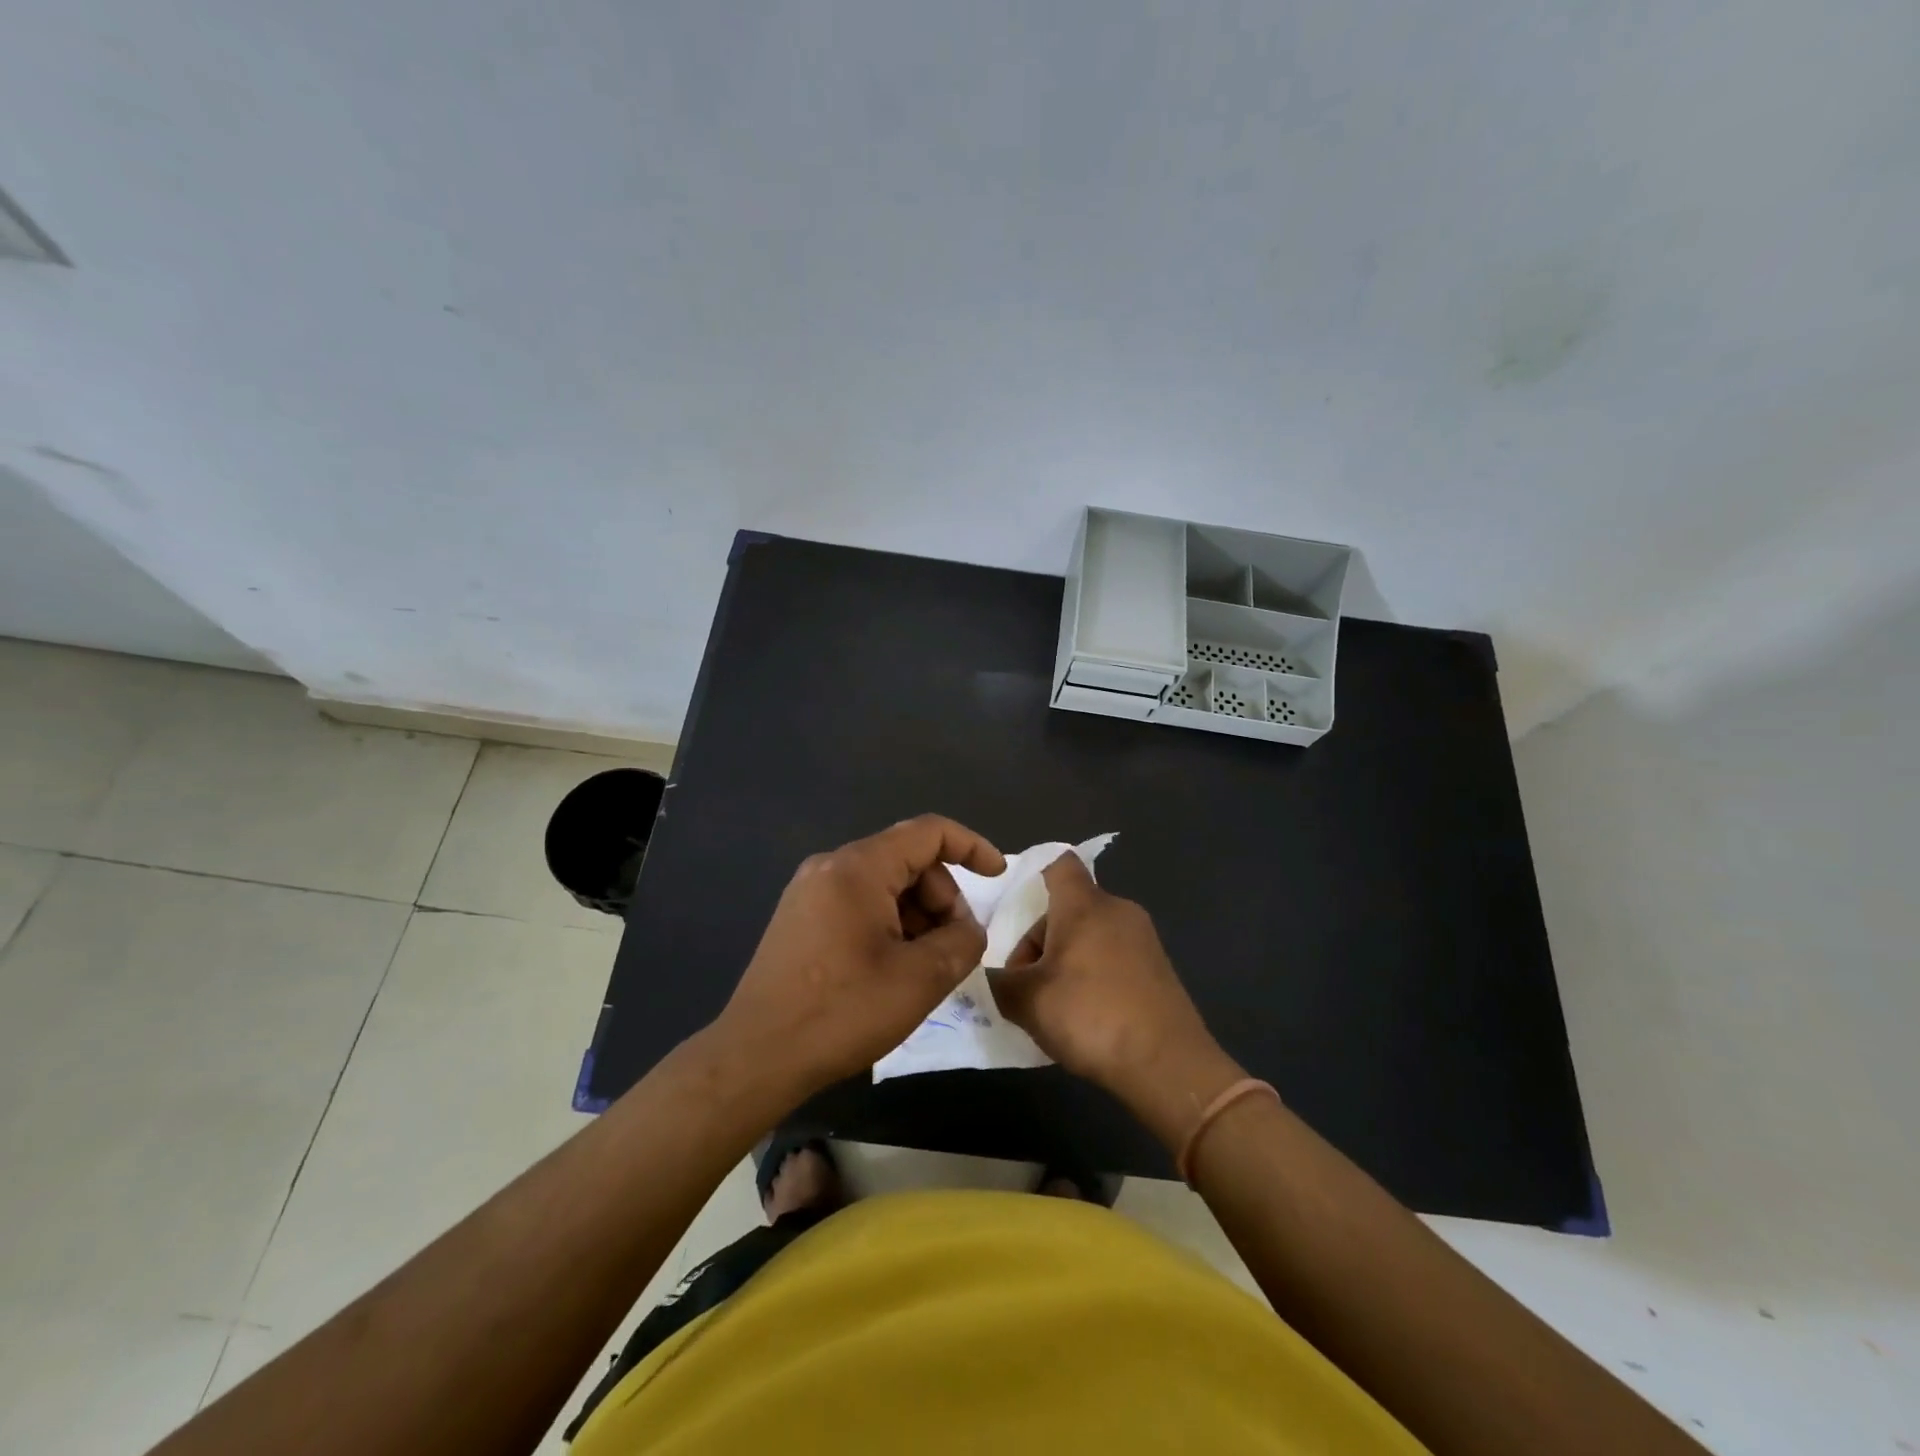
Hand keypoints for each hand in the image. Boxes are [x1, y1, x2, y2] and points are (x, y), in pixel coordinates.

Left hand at [714, 815, 1005, 1097]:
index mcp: (858, 868)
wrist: (755, 1057)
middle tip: (953, 947)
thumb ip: (961, 942)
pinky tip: (891, 968)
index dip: (972, 846)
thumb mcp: (920, 979)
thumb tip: (967, 929)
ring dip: (916, 915)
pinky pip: (858, 903)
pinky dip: (888, 924)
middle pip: (907, 859)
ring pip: (883, 884)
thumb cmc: (842, 1012)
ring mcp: (809, 891)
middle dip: (941, 897)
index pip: (928, 832)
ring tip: (922, 966)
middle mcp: (830, 866)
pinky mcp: (799, 918)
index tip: (998, 876)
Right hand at [989, 855, 1243, 1146]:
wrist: (1168, 1066)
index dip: (1034, 876)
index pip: (1058, 864)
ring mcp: (1144, 939)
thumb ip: (998, 983)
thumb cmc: (1090, 1016)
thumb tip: (989, 976)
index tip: (1015, 909)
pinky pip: (1113, 957)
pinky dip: (1094, 976)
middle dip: (1041, 941)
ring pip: (1090, 934)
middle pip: (1068, 908)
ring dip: (1066, 961)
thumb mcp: (1027, 1002)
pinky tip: (1087, 1017)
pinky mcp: (1159, 969)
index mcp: (1084, 905)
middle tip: (1026, 983)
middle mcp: (1117, 910)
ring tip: (1054, 1006)